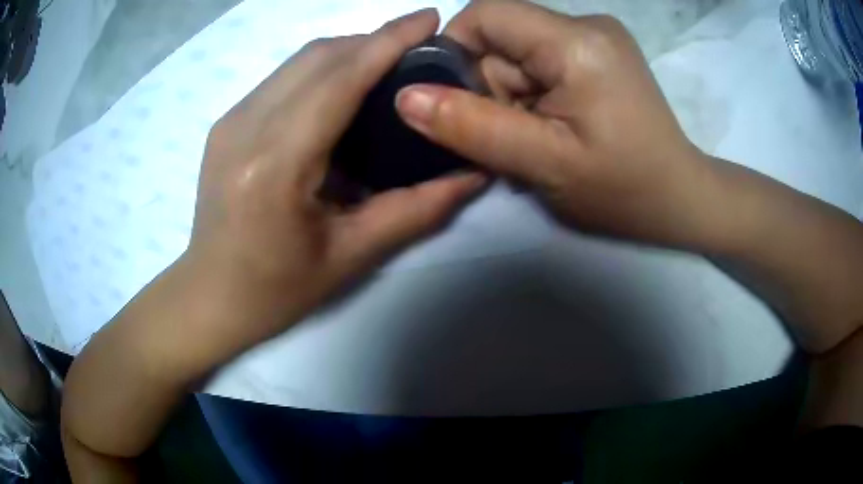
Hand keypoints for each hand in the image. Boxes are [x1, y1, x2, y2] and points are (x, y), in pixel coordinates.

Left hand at [188, 9, 485, 345]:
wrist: (210, 295)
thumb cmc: (277, 289)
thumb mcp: (351, 256)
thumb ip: (416, 210)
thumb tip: (472, 175)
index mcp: (275, 164)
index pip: (340, 78)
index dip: (389, 39)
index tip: (429, 18)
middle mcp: (246, 126)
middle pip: (318, 55)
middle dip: (373, 40)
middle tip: (416, 49)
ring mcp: (231, 120)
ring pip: (299, 60)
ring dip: (348, 51)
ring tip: (386, 67)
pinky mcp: (226, 123)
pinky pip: (283, 78)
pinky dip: (321, 70)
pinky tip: (342, 92)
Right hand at [395, 0, 723, 249]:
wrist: (679, 199)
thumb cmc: (623, 189)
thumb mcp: (544, 163)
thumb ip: (472, 126)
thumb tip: (406, 98)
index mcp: (576, 41)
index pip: (486, 15)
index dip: (457, 52)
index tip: (460, 104)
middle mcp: (587, 24)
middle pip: (502, 37)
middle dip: (493, 87)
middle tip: (517, 136)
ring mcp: (596, 38)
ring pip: (519, 53)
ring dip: (514, 96)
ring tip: (540, 139)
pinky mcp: (599, 54)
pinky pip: (542, 62)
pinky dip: (534, 95)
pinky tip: (555, 127)